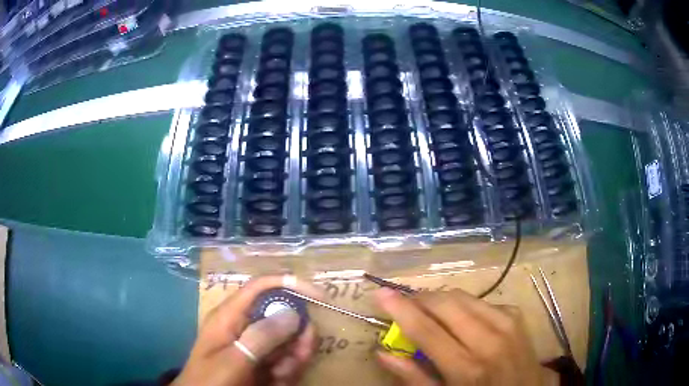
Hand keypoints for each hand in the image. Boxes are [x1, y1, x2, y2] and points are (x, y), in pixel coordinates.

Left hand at [173, 276, 322, 385]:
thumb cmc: (211, 381)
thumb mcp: (233, 361)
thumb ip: (260, 337)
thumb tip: (292, 313)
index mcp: (230, 316)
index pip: (261, 287)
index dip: (289, 284)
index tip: (319, 296)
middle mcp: (245, 326)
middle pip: (282, 316)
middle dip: (296, 337)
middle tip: (298, 356)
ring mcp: (255, 346)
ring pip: (289, 341)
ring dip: (293, 358)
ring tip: (280, 376)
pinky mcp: (263, 362)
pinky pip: (287, 359)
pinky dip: (290, 370)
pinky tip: (278, 382)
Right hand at [374, 288, 542, 385]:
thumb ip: (413, 377)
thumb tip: (382, 353)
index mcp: (466, 367)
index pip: (426, 329)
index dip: (400, 309)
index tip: (381, 293)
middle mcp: (487, 339)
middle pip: (445, 303)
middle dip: (420, 298)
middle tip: (405, 304)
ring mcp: (506, 322)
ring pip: (463, 296)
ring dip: (440, 299)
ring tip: (428, 310)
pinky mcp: (515, 314)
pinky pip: (481, 301)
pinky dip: (463, 306)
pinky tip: (461, 320)